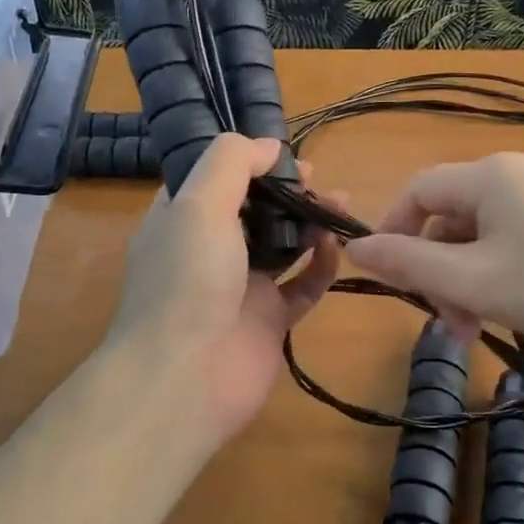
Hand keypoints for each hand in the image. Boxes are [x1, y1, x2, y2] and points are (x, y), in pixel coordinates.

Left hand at [106, 134, 339, 451]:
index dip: (250, 162)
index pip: (216, 179)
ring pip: (284, 245)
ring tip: (342, 205)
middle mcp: (210, 250)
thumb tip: (268, 145)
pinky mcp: (269, 321)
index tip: (285, 155)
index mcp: (182, 219)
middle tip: (318, 182)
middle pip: (256, 209)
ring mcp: (241, 287)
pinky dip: (321, 266)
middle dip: (288, 191)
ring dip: (311, 222)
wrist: (185, 378)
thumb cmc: (187, 280)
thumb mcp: (199, 203)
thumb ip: (232, 162)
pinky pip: (302, 286)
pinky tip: (337, 248)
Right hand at [346, 152, 523, 348]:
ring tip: (483, 324)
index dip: (393, 232)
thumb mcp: (473, 281)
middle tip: (451, 323)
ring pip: (487, 231)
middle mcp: (518, 170)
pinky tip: (522, 304)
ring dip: (471, 276)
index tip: (391, 280)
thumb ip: (408, 264)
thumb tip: (354, 248)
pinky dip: (505, 269)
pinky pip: (521, 235)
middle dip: (440, 269)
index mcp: (488, 175)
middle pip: (453, 215)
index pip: (417, 191)